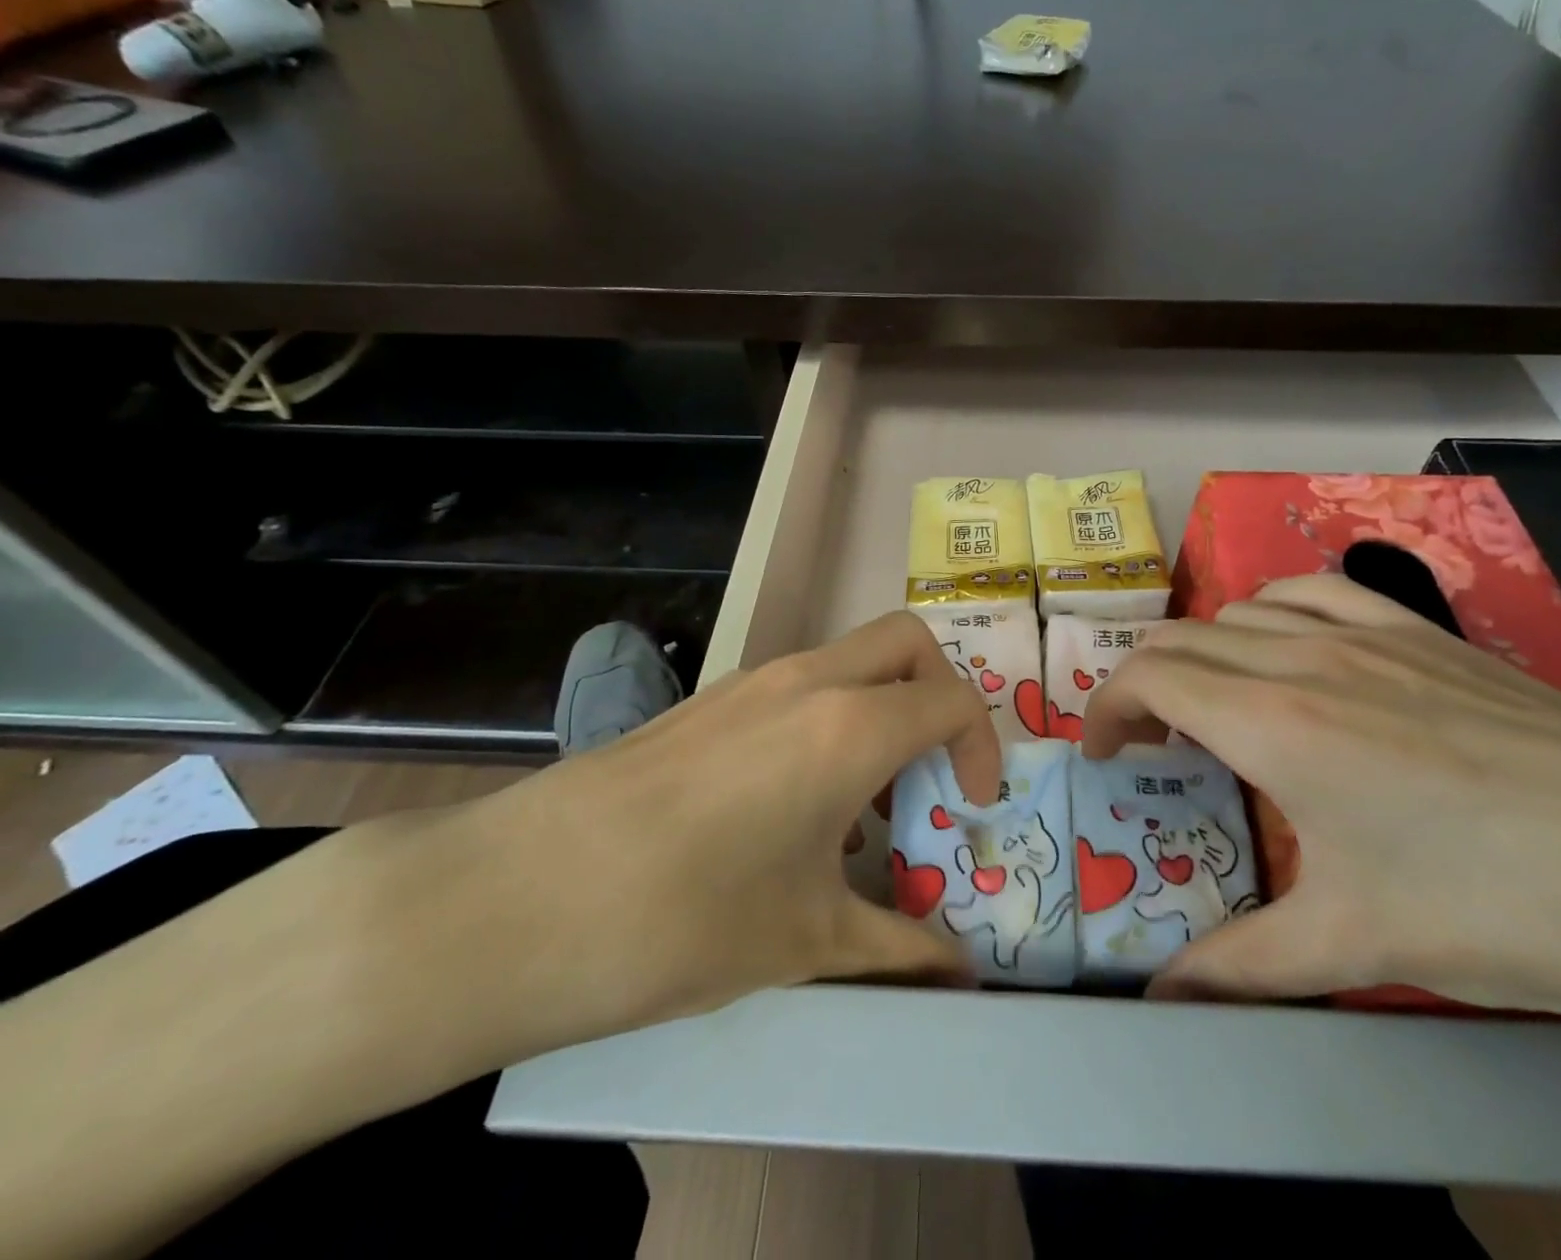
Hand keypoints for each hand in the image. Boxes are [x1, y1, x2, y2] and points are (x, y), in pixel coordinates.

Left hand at [411, 611, 999, 1061]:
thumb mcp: (808, 941)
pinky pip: (798, 685)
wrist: (520, 899)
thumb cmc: (687, 918)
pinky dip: (828, 719)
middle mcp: (809, 681)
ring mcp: (752, 681)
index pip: (952, 699)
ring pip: (849, 660)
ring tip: (861, 805)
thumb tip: (957, 976)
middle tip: (931, 770)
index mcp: (850, 726)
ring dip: (879, 709)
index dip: (982, 747)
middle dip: (940, 693)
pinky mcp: (709, 699)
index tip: (971, 806)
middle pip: (907, 642)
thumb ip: (899, 949)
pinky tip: (791, 806)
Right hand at [1082, 576, 1560, 1061]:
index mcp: (1272, 725)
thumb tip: (1163, 1001)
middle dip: (1139, 686)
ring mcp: (1363, 635)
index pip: (1148, 680)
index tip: (1103, 757)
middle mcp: (1301, 660)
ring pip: (1238, 611)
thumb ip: (1242, 968)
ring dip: (1200, 651)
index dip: (1105, 711)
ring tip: (1211, 703)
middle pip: (1179, 641)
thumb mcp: (1356, 946)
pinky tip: (1284, 646)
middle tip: (1145, 746)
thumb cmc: (1500, 905)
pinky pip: (1312, 592)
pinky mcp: (1416, 631)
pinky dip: (1269, 610)